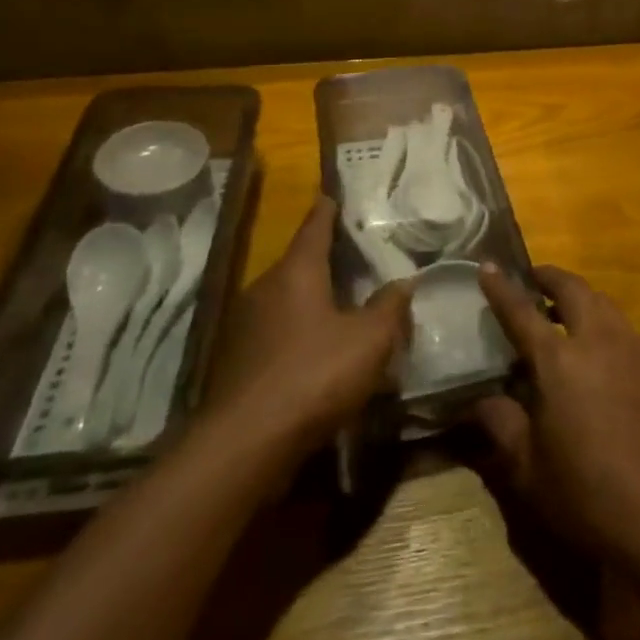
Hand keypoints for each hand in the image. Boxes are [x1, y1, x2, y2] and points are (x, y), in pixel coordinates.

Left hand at [208, 196, 410, 457]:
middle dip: (325, 259)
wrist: (245, 445)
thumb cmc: (314, 376)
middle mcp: (264, 290)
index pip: (314, 227)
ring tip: (343, 305)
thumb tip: (402, 283)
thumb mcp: (370, 340)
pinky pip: (276, 333)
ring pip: (286, 300)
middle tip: (355, 256)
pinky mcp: (237, 363)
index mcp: (296, 273)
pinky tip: (318, 351)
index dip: (326, 211)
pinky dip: (298, 332)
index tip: (332, 194)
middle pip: (298, 264)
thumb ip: (390, 307)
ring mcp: (244, 328)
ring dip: (312, 300)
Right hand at [474, 263, 639, 572]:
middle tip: (534, 280)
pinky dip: (609, 330)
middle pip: (574, 289)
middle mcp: (600, 341)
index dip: (502, 288)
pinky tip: (605, 361)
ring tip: (567, 316)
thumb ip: (501, 424)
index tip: (488, 266)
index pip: (522, 312)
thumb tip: (480, 400)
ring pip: (606, 305)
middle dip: (551, 277)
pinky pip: (630, 334)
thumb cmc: (587, 496)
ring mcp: (637, 350)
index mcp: (559, 362)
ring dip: (582, 300)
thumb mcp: (528, 469)